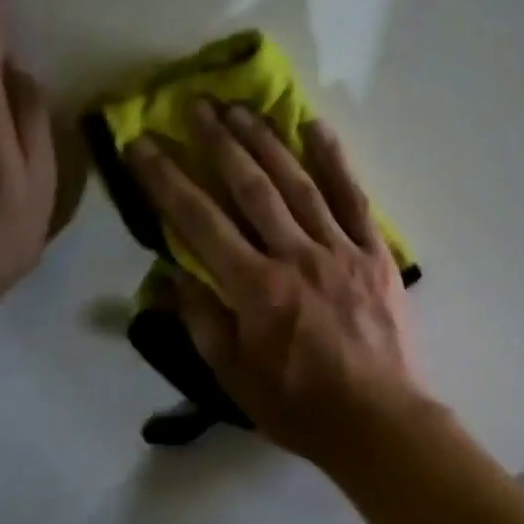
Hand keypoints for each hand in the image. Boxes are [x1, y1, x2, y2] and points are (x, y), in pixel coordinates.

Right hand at [125, 99, 429, 467]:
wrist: (379, 420)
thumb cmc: (301, 406)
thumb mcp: (236, 378)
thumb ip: (201, 321)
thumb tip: (169, 276)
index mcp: (255, 289)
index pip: (200, 221)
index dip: (167, 179)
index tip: (144, 144)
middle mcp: (295, 256)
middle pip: (251, 188)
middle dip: (219, 142)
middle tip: (196, 104)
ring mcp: (340, 250)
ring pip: (298, 183)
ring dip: (267, 141)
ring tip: (241, 107)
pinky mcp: (374, 253)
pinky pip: (353, 198)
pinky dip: (335, 161)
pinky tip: (316, 128)